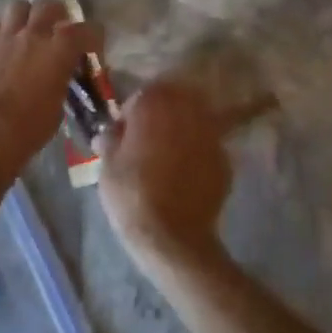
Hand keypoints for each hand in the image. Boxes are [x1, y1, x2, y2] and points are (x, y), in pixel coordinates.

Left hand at [0, 0, 100, 167]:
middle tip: (55, 28)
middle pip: (48, 4)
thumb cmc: (29, 126)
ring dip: (25, 15)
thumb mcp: (58, 106)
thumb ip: (61, 82)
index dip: (93, 36)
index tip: (91, 47)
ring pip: (18, 6)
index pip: (86, 29)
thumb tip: (59, 77)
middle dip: (55, 13)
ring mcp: (5, 36)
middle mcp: (33, 35)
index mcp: (59, 51)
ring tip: (25, 30)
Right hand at [100, 79, 232, 269]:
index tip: (124, 132)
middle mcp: (187, 111)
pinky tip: (185, 174)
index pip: (142, 94)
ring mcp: (210, 135)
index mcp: (154, 105)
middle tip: (147, 139)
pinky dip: (196, 153)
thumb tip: (110, 133)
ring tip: (168, 154)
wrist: (172, 238)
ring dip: (181, 130)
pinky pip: (206, 147)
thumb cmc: (131, 194)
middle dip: (161, 114)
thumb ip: (110, 139)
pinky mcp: (225, 161)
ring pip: (194, 120)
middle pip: (174, 100)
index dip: (131, 112)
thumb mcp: (106, 164)